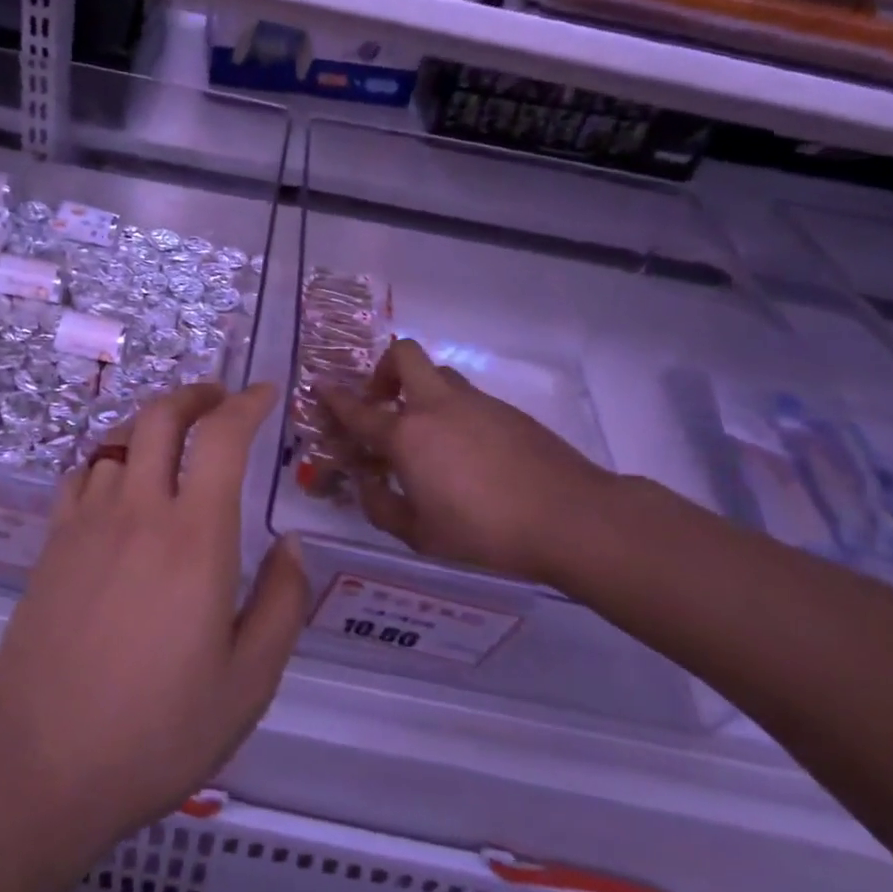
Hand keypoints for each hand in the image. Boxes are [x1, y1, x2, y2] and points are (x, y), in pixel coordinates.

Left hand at [0, 382, 309, 853]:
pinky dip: (111, 458)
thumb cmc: (156, 731)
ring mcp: (87, 522)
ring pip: (120, 439)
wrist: (38, 763)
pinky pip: (84, 473)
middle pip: (161, 416)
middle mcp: (139, 510)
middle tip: (220, 399)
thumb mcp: (248, 683)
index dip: (247, 403)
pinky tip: (121, 483)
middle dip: (196, 394)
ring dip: (153, 425)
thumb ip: (282, 603)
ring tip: (176, 441)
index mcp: (195, 538)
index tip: (266, 393)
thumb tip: (290, 543)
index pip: (222, 437)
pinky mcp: (52, 542)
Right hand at [321, 339, 615, 586]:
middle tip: (382, 403)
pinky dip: (453, 412)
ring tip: (424, 434)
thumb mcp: (421, 535)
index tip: (320, 386)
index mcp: (407, 435)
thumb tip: (368, 485)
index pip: (359, 409)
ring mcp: (477, 404)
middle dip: (383, 370)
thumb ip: (383, 507)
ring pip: (439, 375)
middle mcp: (437, 407)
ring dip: (420, 391)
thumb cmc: (485, 533)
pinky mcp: (509, 412)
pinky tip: (465, 454)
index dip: (334, 397)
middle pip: (404, 356)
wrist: (572, 518)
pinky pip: (468, 398)